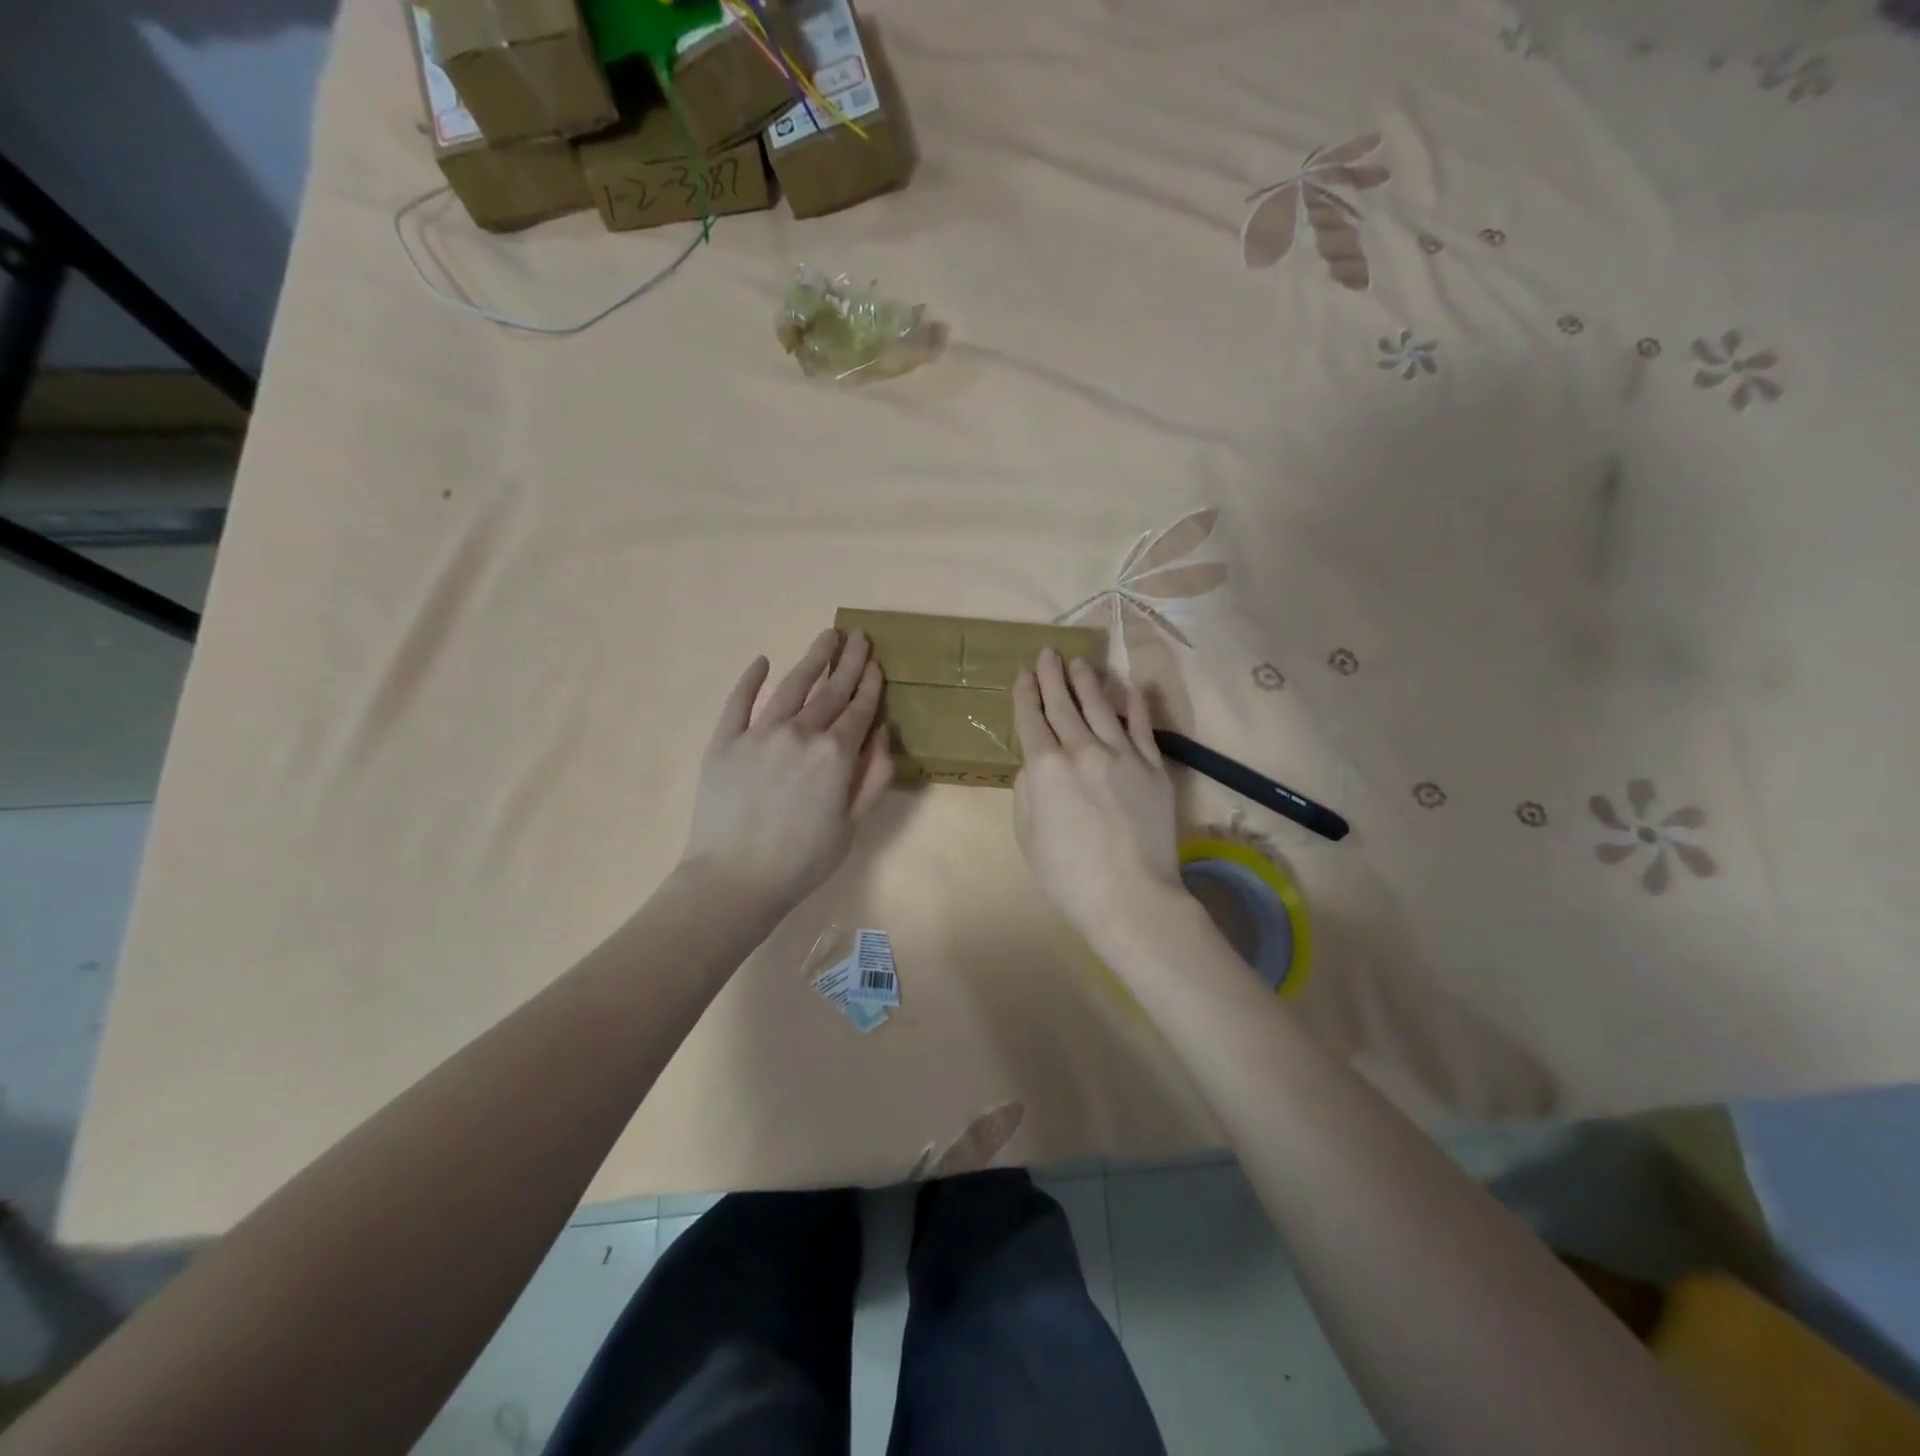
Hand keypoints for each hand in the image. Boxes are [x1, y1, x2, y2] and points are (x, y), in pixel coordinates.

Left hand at [680, 629, 893, 912]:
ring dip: (812, 659)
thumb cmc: (802, 860)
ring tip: (827, 636)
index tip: (876, 662)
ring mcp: (759, 733)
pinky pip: (739, 701)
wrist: (735, 879)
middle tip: (859, 636)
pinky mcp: (724, 741)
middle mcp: (800, 733)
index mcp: (835, 755)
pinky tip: (763, 661)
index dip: (870, 684)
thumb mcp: (852, 826)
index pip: (858, 710)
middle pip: (830, 690)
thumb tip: (882, 734)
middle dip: (848, 662)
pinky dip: (752, 679)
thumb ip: (873, 777)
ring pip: (792, 686)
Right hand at [1013, 650, 1181, 947]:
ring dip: (1088, 681)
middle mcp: (1082, 749)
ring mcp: (1122, 754)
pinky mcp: (1153, 766)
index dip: (1025, 692)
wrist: (1129, 895)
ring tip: (1081, 662)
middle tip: (1048, 652)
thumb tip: (1037, 764)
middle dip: (1053, 676)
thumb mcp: (1026, 833)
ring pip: (1101, 707)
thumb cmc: (1066, 873)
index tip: (1024, 672)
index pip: (1031, 718)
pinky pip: (1142, 727)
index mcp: (1045, 767)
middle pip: (1063, 704)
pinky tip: (1130, 688)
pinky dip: (1135, 705)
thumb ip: (1027, 789)